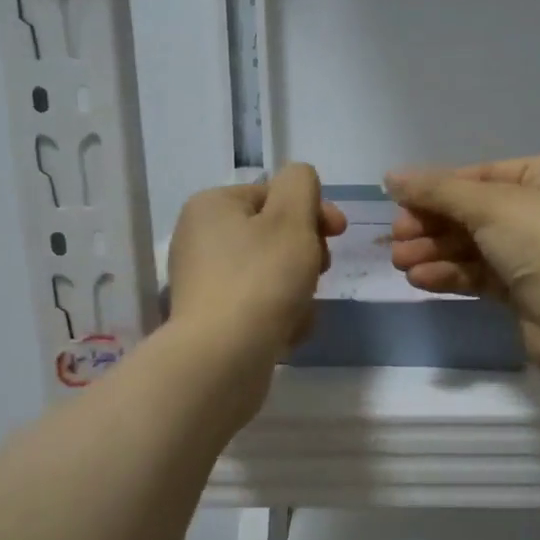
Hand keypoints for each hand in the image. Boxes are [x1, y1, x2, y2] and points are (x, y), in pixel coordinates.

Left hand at [167, 163, 346, 373]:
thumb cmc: (262, 279)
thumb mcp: (291, 217)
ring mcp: (204, 282)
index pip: (274, 194)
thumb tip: (299, 180)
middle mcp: (200, 239)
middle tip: (318, 272)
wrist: (223, 359)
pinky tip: (288, 334)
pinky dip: (279, 316)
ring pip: (271, 274)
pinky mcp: (212, 320)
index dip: (313, 210)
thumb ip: (301, 184)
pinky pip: (258, 306)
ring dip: (298, 290)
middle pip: (273, 235)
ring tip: (301, 311)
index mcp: (212, 206)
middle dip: (306, 254)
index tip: (339, 233)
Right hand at [386, 156, 539, 385]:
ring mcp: (539, 253)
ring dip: (435, 252)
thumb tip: (391, 176)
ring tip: (399, 263)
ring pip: (475, 246)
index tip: (398, 203)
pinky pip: (482, 274)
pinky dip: (451, 275)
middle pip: (475, 212)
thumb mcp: (489, 205)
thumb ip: (437, 190)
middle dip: (432, 226)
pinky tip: (421, 280)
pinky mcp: (527, 292)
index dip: (438, 189)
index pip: (483, 175)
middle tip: (396, 238)